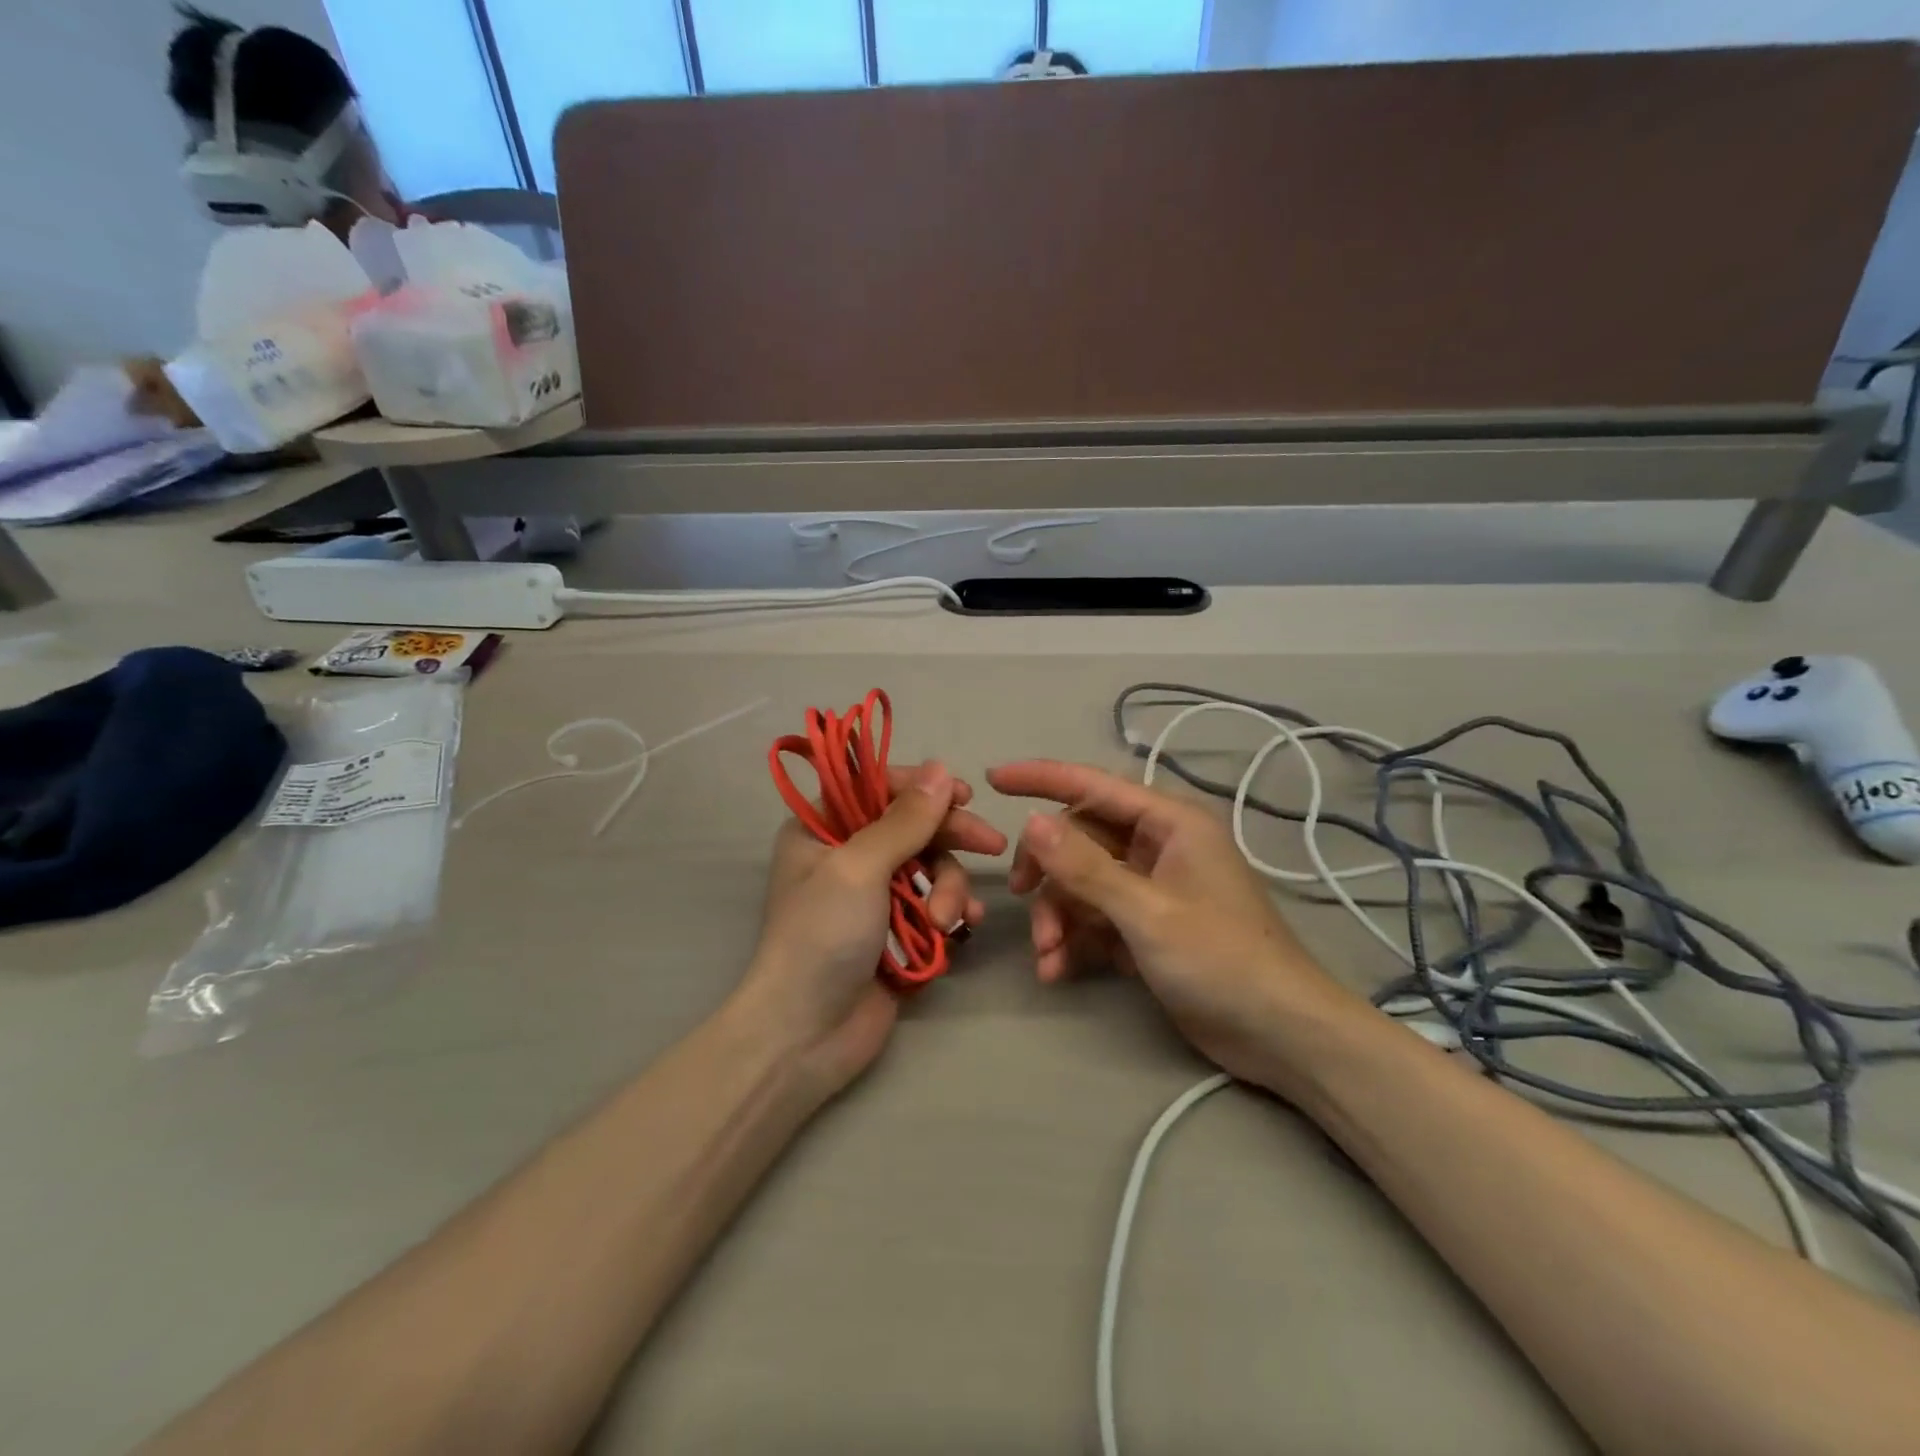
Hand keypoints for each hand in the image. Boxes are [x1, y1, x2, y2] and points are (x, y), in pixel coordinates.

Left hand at [733, 762, 1007, 1097]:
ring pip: (930, 868)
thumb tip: (941, 769)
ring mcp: (873, 895)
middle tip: (993, 845)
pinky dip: (952, 911)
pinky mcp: (896, 931)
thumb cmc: (822, 937)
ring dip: (949, 888)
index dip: (922, 788)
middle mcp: (846, 854)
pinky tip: (964, 928)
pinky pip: (935, 904)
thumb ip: (905, 820)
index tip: (965, 795)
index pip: (877, 788)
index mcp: (822, 829)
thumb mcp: (860, 868)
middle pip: (912, 827)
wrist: (806, 1034)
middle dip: (951, 839)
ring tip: (947, 921)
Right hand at [987, 760, 1360, 1087]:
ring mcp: (1151, 887)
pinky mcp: (1146, 925)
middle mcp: (1158, 845)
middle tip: (1020, 898)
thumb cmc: (1222, 960)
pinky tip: (1057, 970)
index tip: (994, 779)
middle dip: (1048, 872)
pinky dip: (1073, 939)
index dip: (1042, 778)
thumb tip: (1030, 821)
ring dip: (1057, 915)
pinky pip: (1095, 916)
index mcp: (1170, 822)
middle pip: (1081, 837)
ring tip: (1047, 956)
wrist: (1280, 1036)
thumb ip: (1086, 867)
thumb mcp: (1147, 912)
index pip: (1094, 785)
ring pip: (1082, 881)